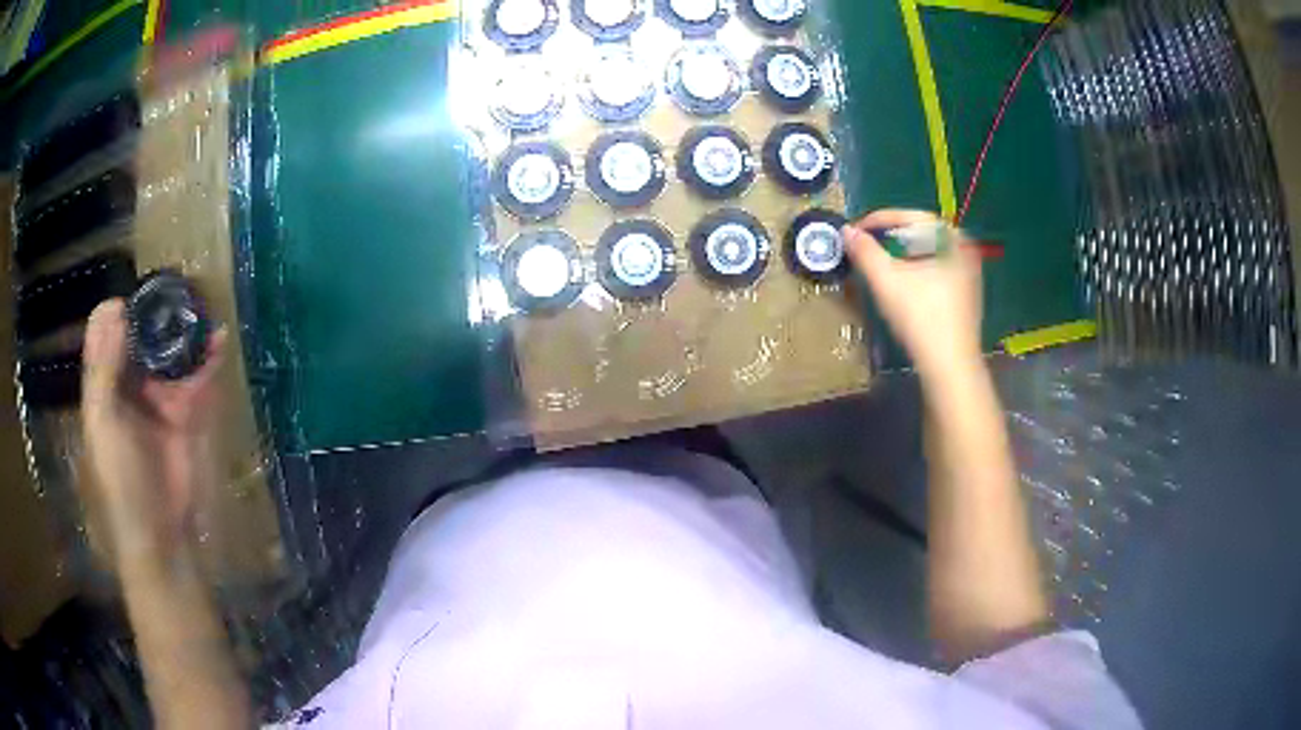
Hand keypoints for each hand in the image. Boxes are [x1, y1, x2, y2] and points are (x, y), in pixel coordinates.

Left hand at [81, 299, 226, 569]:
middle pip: (141, 335)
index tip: (136, 299)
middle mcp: (130, 383)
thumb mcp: (103, 424)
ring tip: (198, 304)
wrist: (160, 532)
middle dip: (155, 310)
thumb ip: (104, 370)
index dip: (118, 310)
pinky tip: (217, 339)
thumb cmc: (121, 480)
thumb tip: (114, 308)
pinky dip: (208, 358)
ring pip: (170, 351)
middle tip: (174, 288)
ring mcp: (160, 397)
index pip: (107, 333)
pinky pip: (197, 378)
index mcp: (104, 384)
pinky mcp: (187, 413)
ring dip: (183, 329)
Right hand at [842, 210, 984, 376]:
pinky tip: (900, 285)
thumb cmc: (922, 318)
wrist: (950, 367)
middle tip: (866, 245)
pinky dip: (915, 270)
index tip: (857, 229)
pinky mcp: (965, 296)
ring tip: (878, 264)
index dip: (880, 219)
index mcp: (953, 239)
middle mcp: (965, 250)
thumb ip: (865, 251)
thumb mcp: (887, 281)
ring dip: (901, 255)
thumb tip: (846, 230)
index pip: (913, 216)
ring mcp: (969, 275)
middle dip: (891, 237)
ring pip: (928, 254)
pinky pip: (935, 270)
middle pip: (921, 233)